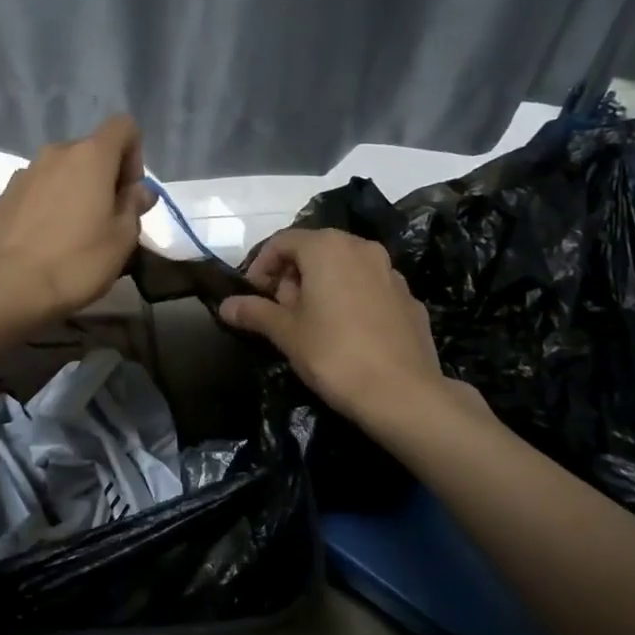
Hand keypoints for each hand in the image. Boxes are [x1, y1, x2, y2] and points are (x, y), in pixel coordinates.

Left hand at [0, 115, 157, 325]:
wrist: (7, 287)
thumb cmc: (76, 261)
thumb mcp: (122, 240)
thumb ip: (133, 207)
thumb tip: (138, 190)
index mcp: (90, 156)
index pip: (124, 127)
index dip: (134, 156)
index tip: (129, 194)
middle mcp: (55, 153)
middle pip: (91, 151)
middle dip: (104, 178)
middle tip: (106, 221)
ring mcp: (25, 173)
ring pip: (61, 172)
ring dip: (74, 192)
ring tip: (74, 234)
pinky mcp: (4, 196)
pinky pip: (37, 190)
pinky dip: (48, 205)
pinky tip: (45, 241)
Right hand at [219, 227, 464, 421]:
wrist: (402, 393)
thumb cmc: (334, 354)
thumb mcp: (285, 333)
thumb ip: (254, 312)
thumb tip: (226, 305)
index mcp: (328, 248)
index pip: (282, 242)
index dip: (260, 266)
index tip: (252, 296)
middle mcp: (362, 248)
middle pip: (315, 250)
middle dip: (291, 276)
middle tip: (278, 312)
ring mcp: (391, 272)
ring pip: (344, 268)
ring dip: (321, 287)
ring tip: (310, 324)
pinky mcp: (409, 299)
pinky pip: (368, 289)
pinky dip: (350, 300)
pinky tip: (345, 334)